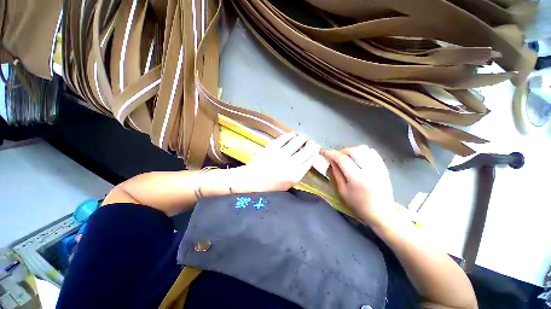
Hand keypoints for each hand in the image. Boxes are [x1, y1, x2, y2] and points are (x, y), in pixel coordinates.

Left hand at [233, 132, 319, 192]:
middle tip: (311, 141)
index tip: (316, 148)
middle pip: (307, 151)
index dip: (315, 153)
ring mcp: (281, 155)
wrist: (253, 179)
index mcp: (295, 175)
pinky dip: (290, 135)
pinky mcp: (272, 147)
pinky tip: (292, 134)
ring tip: (302, 137)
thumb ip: (299, 173)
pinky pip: (285, 138)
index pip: (310, 161)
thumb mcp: (288, 184)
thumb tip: (307, 160)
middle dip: (311, 144)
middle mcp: (291, 164)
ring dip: (302, 138)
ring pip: (297, 142)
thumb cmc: (271, 184)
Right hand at [323, 145, 394, 224]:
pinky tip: (358, 158)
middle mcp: (369, 170)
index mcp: (357, 178)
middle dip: (342, 151)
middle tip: (336, 157)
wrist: (381, 213)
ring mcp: (378, 167)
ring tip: (347, 157)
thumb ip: (336, 174)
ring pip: (364, 148)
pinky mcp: (383, 167)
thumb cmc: (358, 205)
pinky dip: (362, 151)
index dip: (331, 153)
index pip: (342, 159)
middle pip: (353, 150)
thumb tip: (331, 161)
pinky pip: (372, 152)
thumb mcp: (342, 192)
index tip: (323, 152)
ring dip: (352, 150)